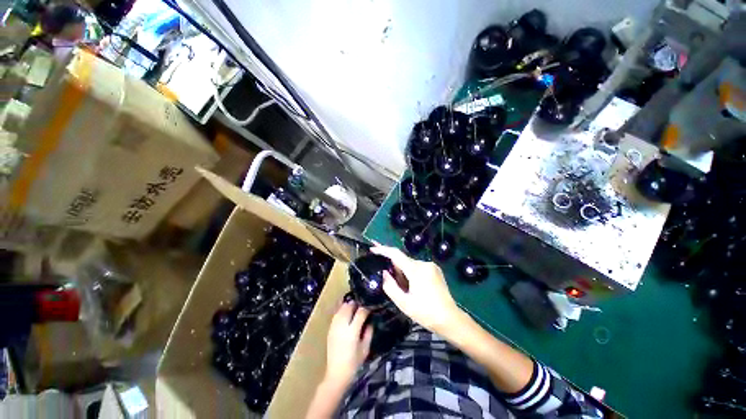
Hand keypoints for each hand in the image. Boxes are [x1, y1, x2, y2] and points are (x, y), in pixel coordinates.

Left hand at [323, 301, 373, 387]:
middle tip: (362, 306)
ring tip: (354, 308)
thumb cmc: (354, 363)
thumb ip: (369, 333)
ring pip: (341, 308)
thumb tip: (370, 321)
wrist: (336, 373)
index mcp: (352, 331)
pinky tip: (346, 313)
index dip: (366, 309)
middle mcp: (342, 326)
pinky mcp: (330, 329)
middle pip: (349, 307)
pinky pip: (336, 314)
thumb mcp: (365, 348)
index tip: (370, 309)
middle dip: (356, 304)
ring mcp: (334, 326)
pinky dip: (341, 311)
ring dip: (348, 306)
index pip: (360, 313)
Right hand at [371, 246, 462, 334]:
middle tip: (388, 280)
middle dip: (394, 267)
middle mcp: (424, 263)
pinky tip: (412, 286)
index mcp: (416, 270)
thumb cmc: (426, 313)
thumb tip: (385, 273)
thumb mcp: (404, 303)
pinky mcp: (435, 270)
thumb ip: (390, 286)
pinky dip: (411, 273)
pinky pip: (418, 267)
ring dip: (403, 272)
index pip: (396, 254)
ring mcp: (431, 266)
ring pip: (410, 264)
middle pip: (403, 260)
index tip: (372, 248)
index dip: (383, 250)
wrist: (450, 319)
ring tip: (403, 289)